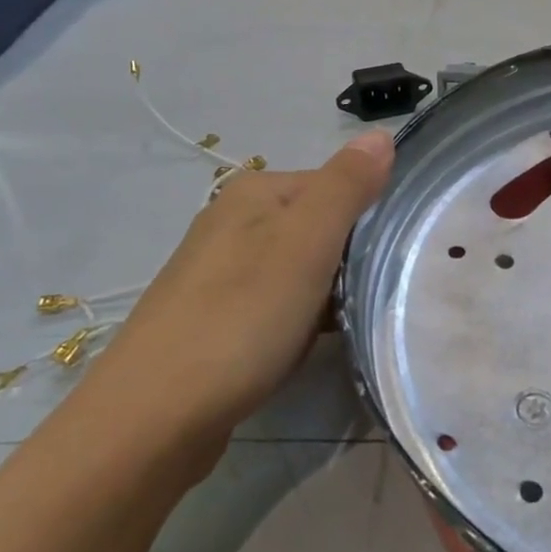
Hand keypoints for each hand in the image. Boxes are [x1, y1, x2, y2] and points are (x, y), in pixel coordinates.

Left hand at [75, 131, 394, 459]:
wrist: (154, 416)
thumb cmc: (241, 319)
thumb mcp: (305, 243)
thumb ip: (346, 186)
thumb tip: (380, 135)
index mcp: (254, 193)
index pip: (338, 185)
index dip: (371, 218)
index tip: (395, 258)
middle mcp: (233, 222)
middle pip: (321, 227)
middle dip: (352, 259)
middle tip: (377, 293)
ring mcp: (221, 273)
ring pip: (302, 269)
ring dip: (331, 293)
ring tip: (351, 322)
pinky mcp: (218, 319)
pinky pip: (279, 304)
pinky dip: (303, 319)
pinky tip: (311, 345)